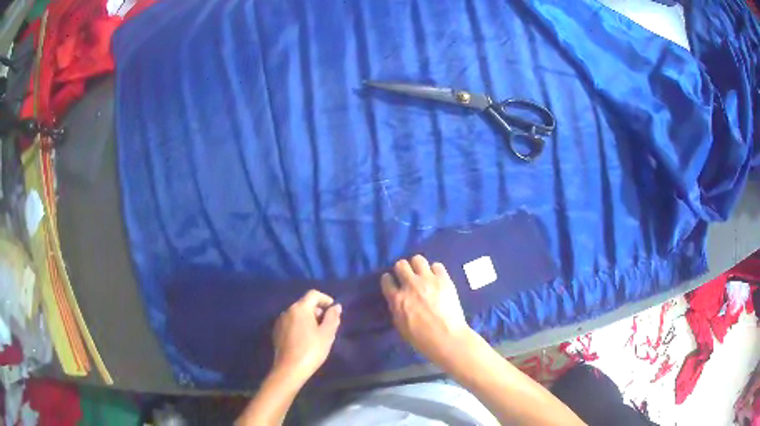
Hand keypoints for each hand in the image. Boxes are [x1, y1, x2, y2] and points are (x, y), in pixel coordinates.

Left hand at [271, 290, 341, 384]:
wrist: (289, 369)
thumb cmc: (311, 350)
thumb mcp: (327, 334)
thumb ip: (332, 317)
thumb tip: (336, 306)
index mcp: (300, 308)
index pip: (313, 294)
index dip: (325, 299)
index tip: (334, 309)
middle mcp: (287, 311)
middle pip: (304, 304)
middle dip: (317, 311)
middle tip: (328, 325)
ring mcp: (280, 321)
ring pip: (297, 314)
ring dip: (308, 319)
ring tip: (317, 334)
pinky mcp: (276, 332)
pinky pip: (290, 323)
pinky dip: (299, 326)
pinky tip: (305, 340)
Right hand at [381, 255, 471, 364]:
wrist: (447, 337)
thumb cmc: (421, 339)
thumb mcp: (401, 326)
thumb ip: (397, 309)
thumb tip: (397, 300)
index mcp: (397, 299)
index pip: (386, 280)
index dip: (389, 280)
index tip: (392, 282)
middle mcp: (410, 285)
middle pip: (401, 264)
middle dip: (402, 269)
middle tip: (408, 277)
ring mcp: (428, 280)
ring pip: (418, 259)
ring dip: (418, 266)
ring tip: (423, 274)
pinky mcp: (444, 279)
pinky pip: (437, 265)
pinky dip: (435, 271)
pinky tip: (437, 279)